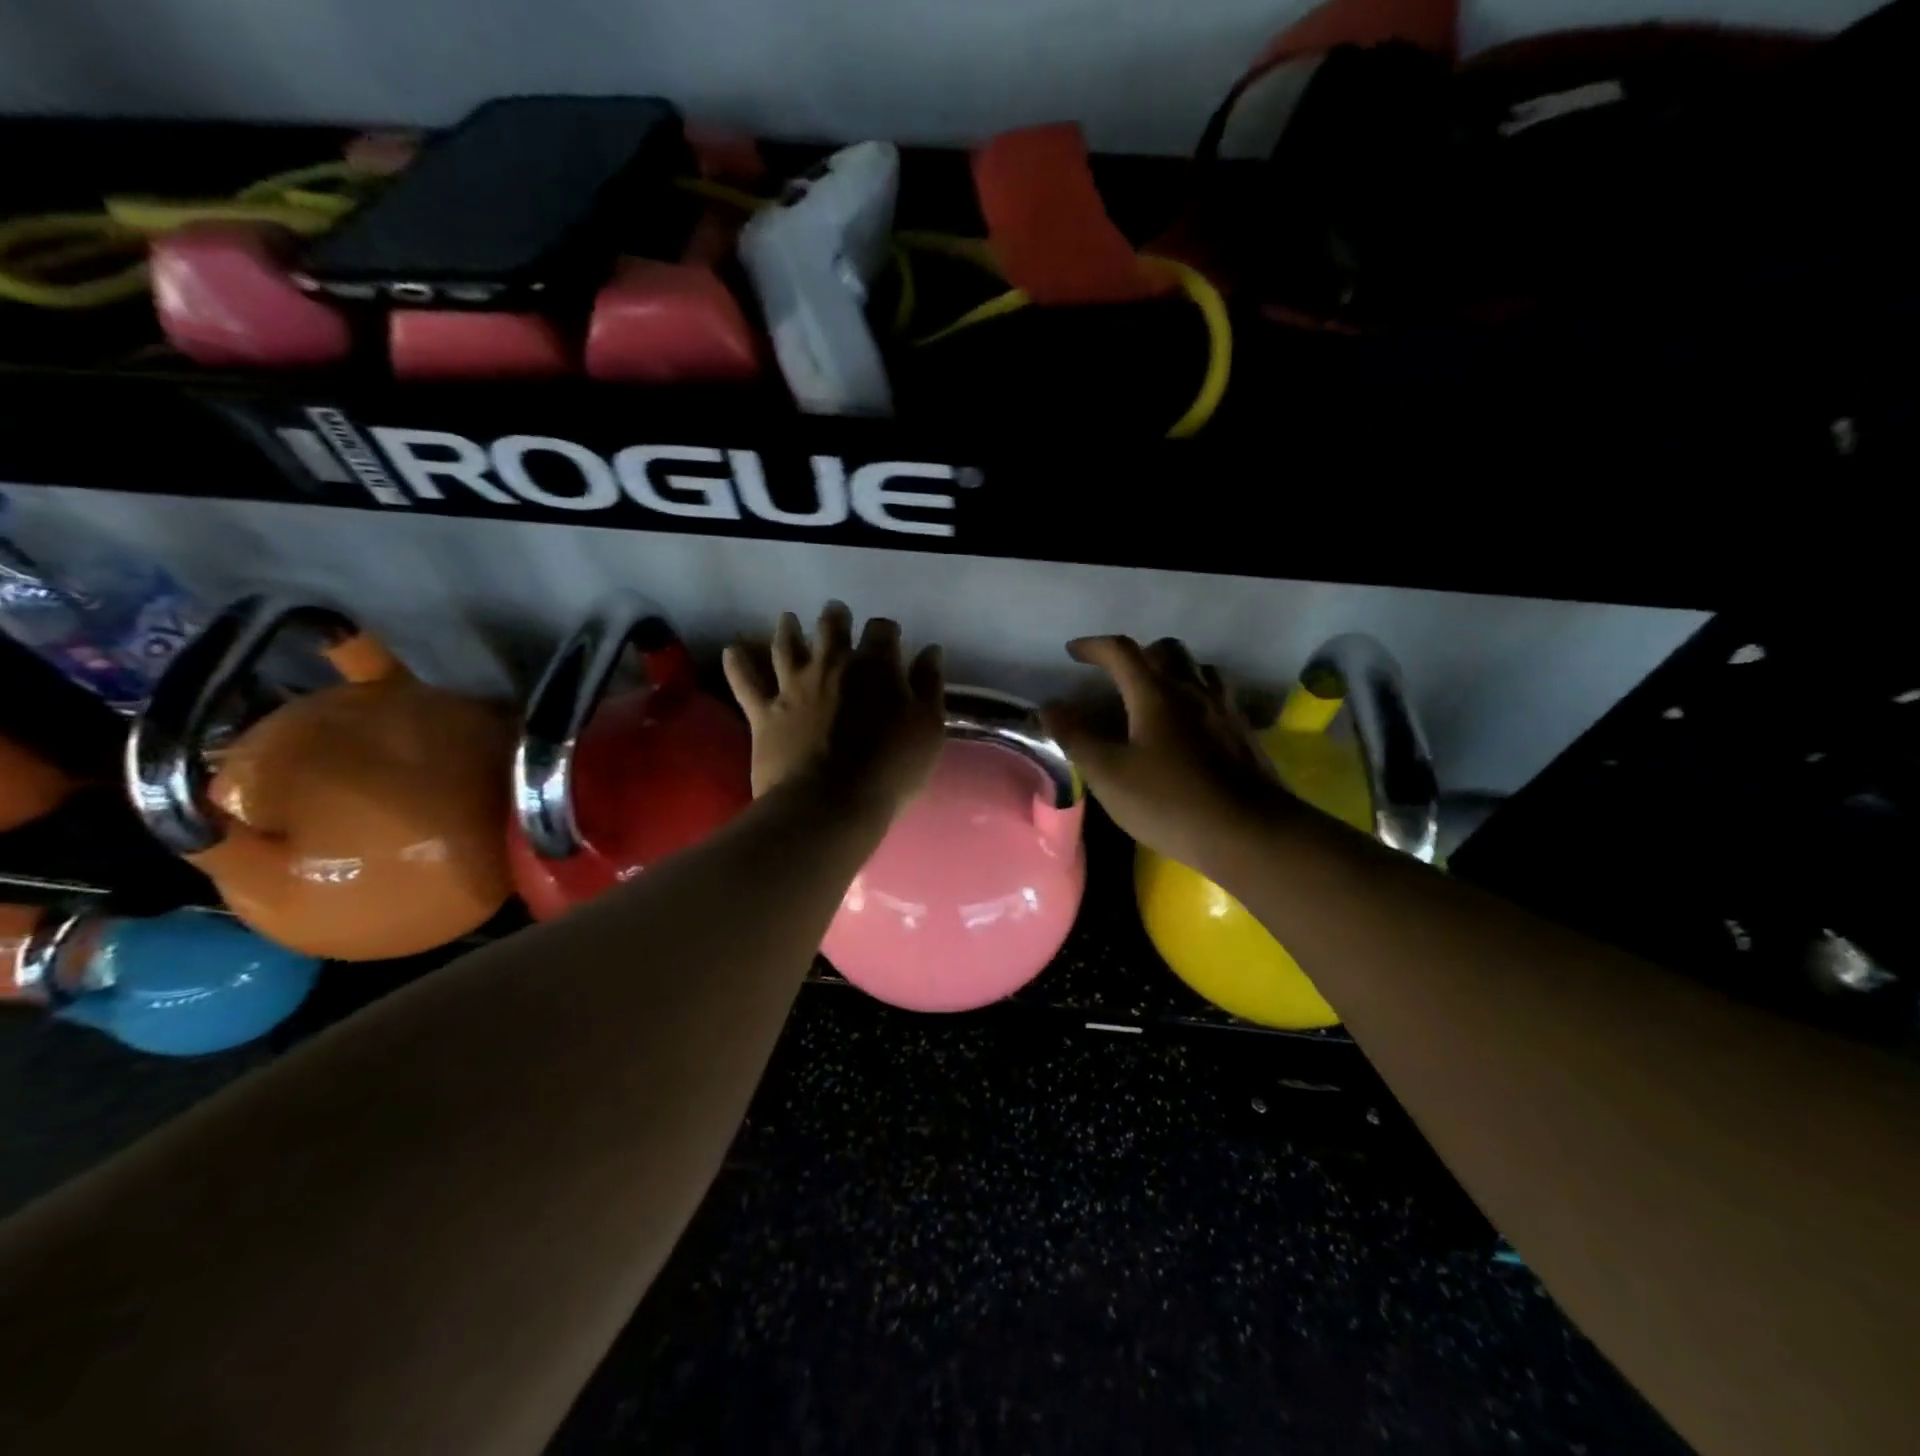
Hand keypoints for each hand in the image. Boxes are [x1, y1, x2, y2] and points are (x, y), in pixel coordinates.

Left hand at [723, 602, 944, 819]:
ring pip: (786, 644)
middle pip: (831, 627)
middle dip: (835, 618)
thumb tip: (930, 651)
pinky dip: (738, 663)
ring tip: (788, 619)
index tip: (889, 637)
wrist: (829, 804)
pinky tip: (733, 650)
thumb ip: (929, 686)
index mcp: (876, 667)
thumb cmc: (890, 769)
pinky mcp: (764, 712)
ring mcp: (793, 686)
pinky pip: (745, 681)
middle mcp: (832, 665)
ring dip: (788, 628)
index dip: (886, 631)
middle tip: (835, 613)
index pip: (882, 631)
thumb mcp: (928, 729)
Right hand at [1042, 636, 1290, 874]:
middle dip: (1138, 654)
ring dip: (1173, 671)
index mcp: (1156, 694)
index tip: (1073, 651)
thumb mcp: (1109, 774)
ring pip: (1198, 670)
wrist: (1249, 833)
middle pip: (1166, 650)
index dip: (1094, 647)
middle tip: (1118, 676)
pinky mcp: (1244, 734)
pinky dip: (1196, 696)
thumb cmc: (1170, 802)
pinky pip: (1218, 696)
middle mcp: (1193, 691)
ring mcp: (1224, 710)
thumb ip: (1076, 737)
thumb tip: (1049, 706)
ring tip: (1155, 695)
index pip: (1121, 652)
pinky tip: (1190, 726)